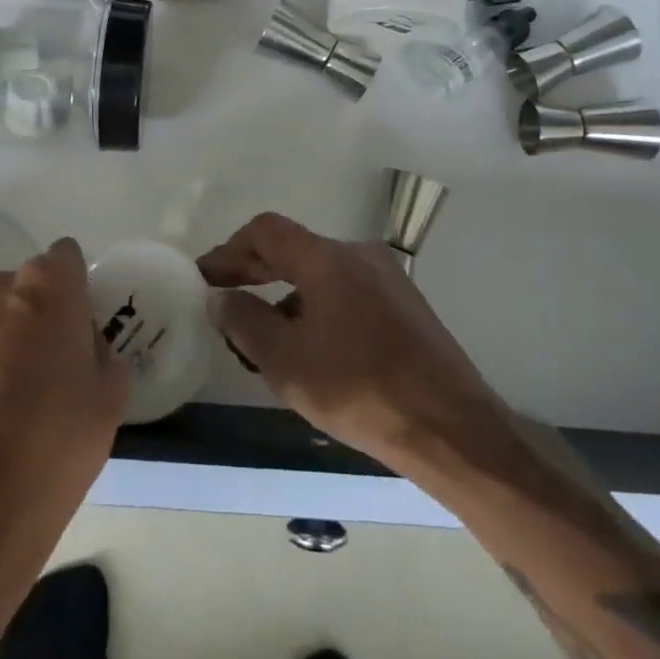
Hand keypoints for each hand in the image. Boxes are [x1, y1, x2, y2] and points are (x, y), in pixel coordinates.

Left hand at [0, 238, 128, 658]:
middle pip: (30, 287)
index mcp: (46, 283)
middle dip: (43, 313)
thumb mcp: (109, 396)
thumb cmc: (55, 440)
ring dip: (12, 340)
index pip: (68, 258)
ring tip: (25, 397)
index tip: (85, 327)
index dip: (79, 290)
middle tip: (59, 363)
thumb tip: (83, 348)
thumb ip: (102, 353)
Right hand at [198, 212, 509, 478]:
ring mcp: (387, 278)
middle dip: (254, 271)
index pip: (266, 231)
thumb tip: (221, 297)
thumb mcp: (288, 362)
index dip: (230, 250)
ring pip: (320, 274)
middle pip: (294, 249)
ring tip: (260, 336)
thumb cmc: (361, 389)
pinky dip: (316, 309)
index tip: (206, 277)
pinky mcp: (404, 305)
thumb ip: (245, 322)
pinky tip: (308, 348)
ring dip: (284, 295)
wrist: (453, 428)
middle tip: (223, 297)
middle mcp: (359, 255)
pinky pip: (346, 293)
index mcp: (328, 258)